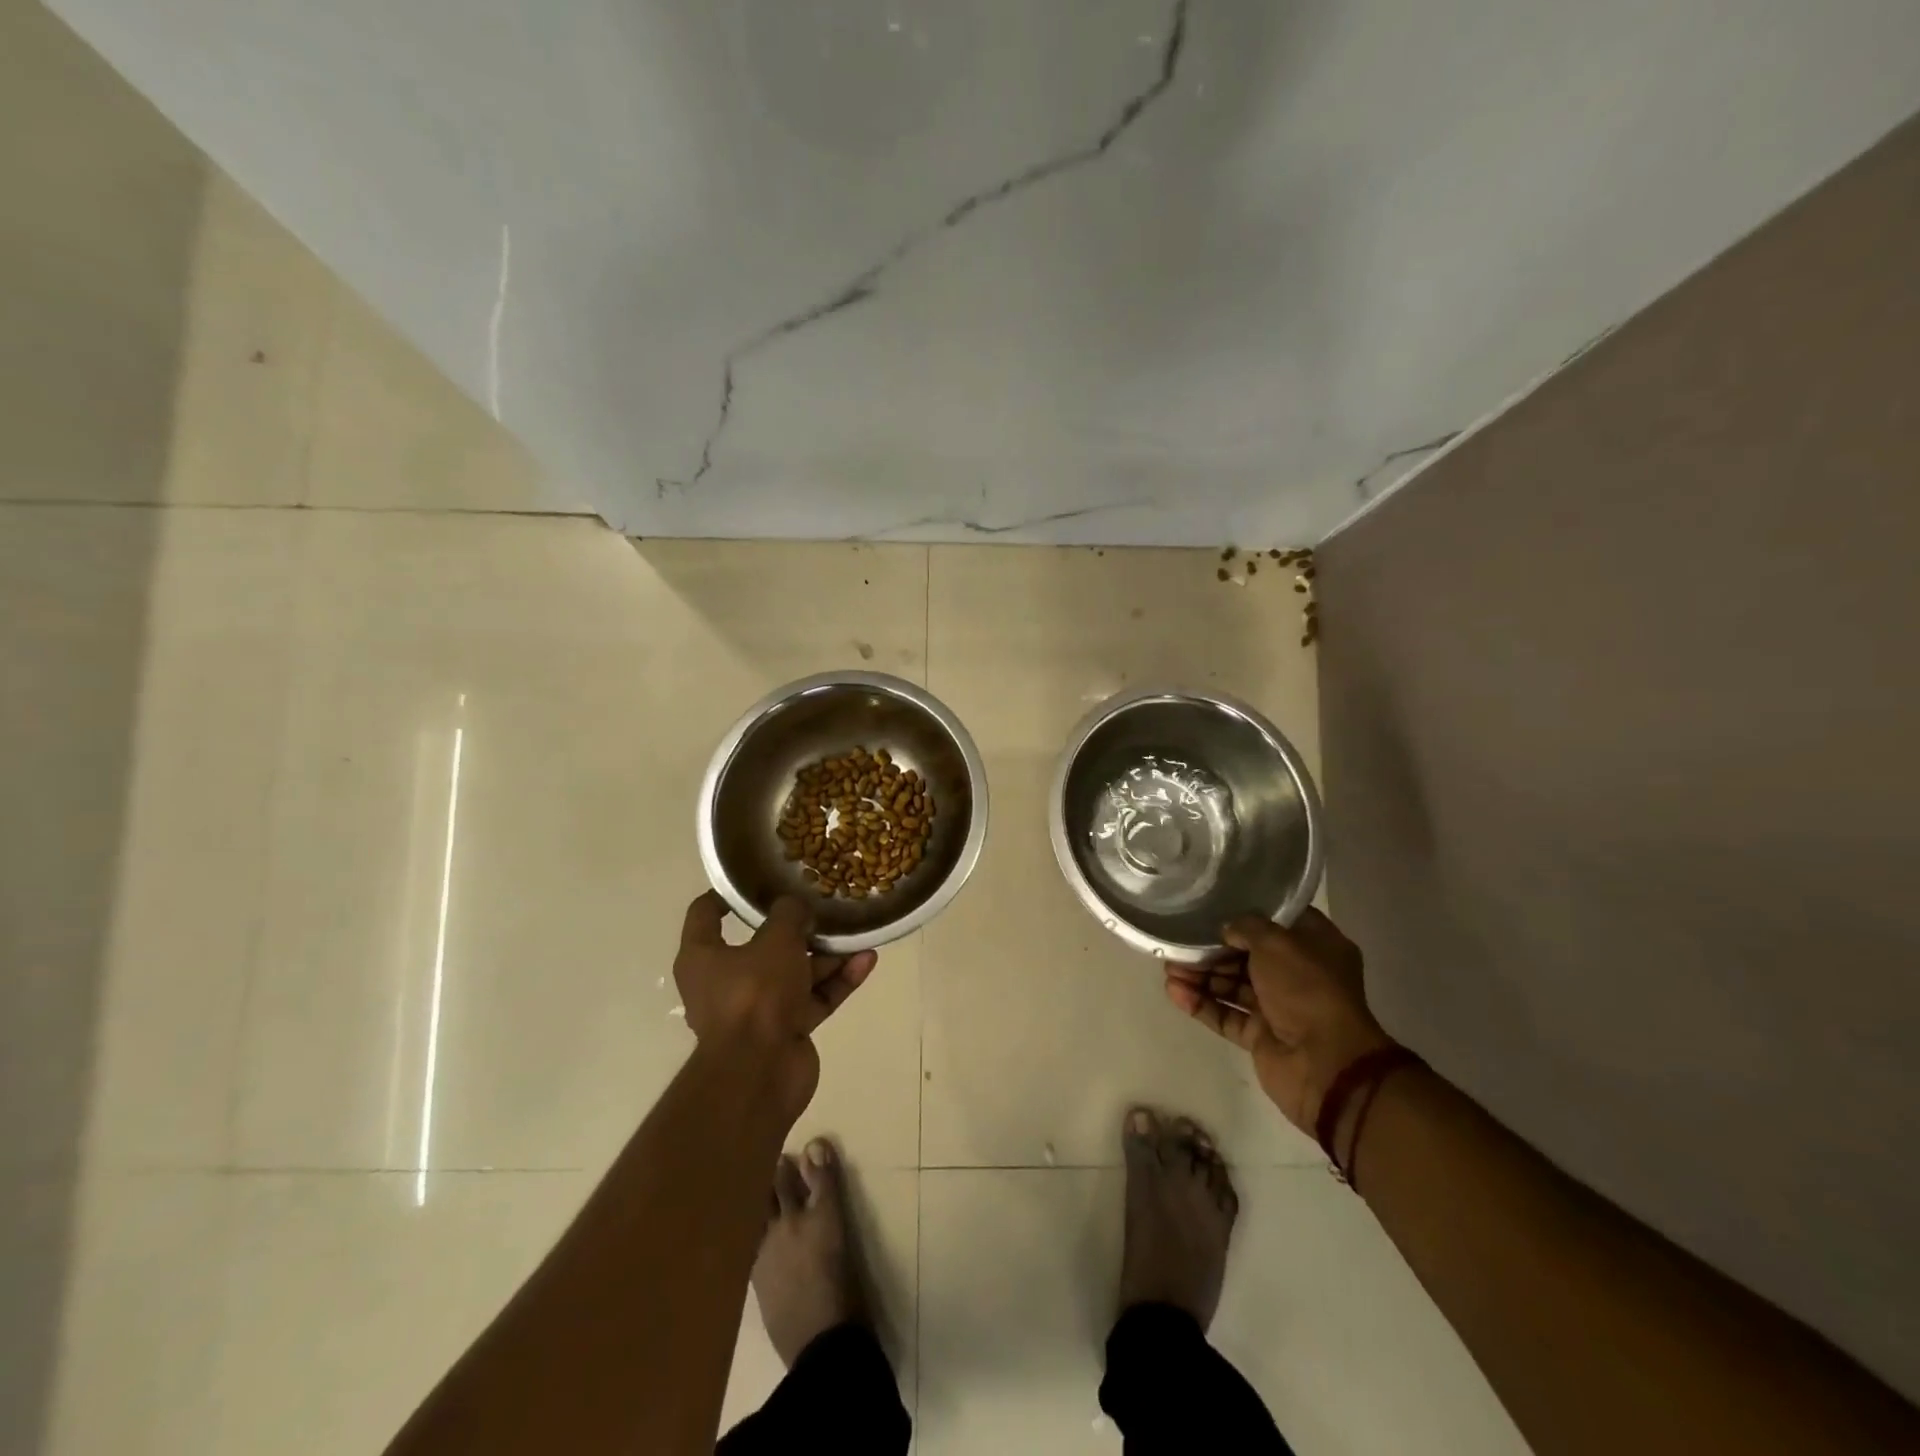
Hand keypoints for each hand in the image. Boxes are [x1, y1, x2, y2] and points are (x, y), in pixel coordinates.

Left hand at [673, 892, 877, 1112]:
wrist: (761, 1073)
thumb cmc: (755, 994)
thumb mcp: (775, 940)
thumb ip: (789, 914)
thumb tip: (795, 907)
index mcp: (703, 957)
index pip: (706, 914)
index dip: (728, 894)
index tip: (757, 879)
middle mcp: (725, 982)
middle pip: (763, 945)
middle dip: (798, 928)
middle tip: (824, 905)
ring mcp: (759, 1008)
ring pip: (796, 972)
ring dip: (827, 955)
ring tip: (858, 931)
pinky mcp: (787, 1029)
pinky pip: (814, 997)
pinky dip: (837, 981)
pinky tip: (867, 961)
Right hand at [1165, 907, 1392, 1134]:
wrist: (1326, 1065)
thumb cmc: (1308, 990)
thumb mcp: (1277, 943)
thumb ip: (1247, 927)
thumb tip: (1227, 930)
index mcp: (1316, 947)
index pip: (1279, 921)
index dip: (1248, 911)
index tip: (1215, 904)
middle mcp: (1298, 974)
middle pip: (1248, 954)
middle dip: (1212, 949)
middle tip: (1179, 942)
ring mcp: (1279, 1007)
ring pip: (1232, 984)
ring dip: (1201, 975)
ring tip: (1169, 969)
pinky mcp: (1260, 1035)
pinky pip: (1226, 1014)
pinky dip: (1202, 1003)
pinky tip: (1174, 993)